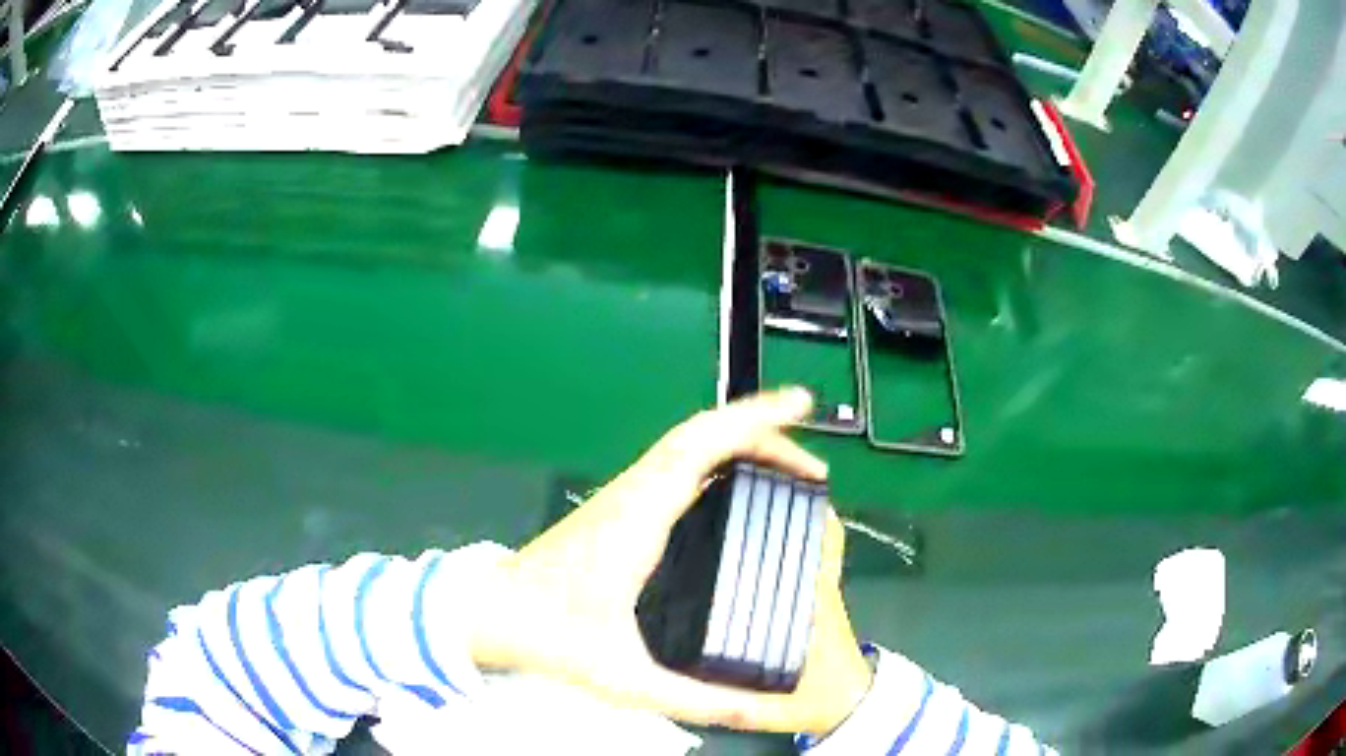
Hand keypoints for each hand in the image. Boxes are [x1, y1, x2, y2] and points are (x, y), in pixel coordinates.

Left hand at [470, 388, 873, 734]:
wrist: (490, 613)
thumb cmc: (545, 633)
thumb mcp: (623, 675)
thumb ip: (689, 699)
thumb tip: (749, 710)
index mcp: (637, 518)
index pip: (700, 446)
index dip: (753, 422)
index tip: (797, 408)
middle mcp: (632, 494)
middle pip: (702, 435)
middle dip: (761, 432)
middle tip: (809, 461)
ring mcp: (622, 496)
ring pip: (687, 444)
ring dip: (738, 442)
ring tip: (784, 466)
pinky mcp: (617, 508)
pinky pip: (675, 463)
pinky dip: (714, 457)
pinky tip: (734, 482)